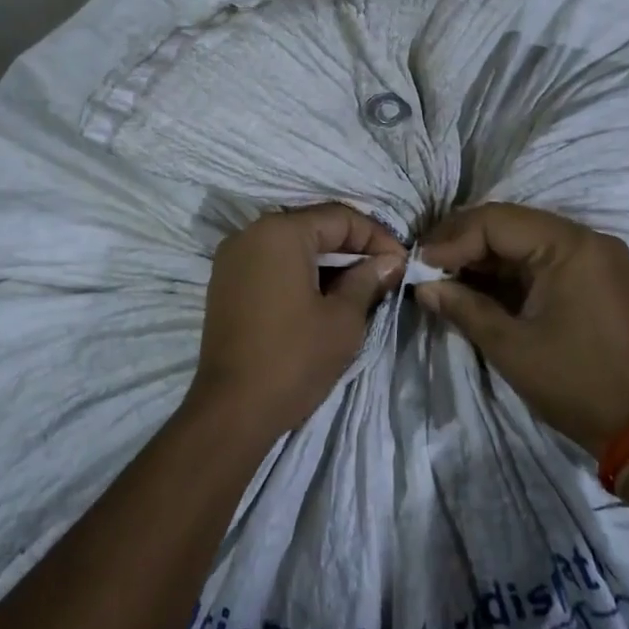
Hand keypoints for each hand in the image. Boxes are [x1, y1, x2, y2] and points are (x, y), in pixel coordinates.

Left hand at [193, 204, 405, 436]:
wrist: (231, 410)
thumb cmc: (294, 359)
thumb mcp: (343, 319)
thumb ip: (368, 280)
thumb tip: (390, 261)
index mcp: (280, 232)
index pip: (340, 218)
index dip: (377, 238)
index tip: (403, 263)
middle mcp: (251, 233)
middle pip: (313, 226)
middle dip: (352, 248)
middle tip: (385, 273)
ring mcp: (232, 257)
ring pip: (292, 244)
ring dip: (327, 260)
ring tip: (360, 286)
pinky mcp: (225, 281)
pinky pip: (271, 262)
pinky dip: (300, 271)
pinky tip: (323, 295)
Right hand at [415, 203, 628, 458]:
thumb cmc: (574, 383)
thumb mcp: (510, 346)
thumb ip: (464, 307)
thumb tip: (423, 286)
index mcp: (570, 246)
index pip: (497, 222)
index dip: (453, 239)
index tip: (420, 263)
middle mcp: (587, 239)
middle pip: (511, 224)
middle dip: (465, 243)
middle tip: (427, 264)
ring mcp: (595, 256)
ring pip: (525, 239)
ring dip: (484, 255)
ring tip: (444, 274)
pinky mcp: (596, 276)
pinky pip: (543, 258)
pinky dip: (509, 269)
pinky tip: (478, 283)